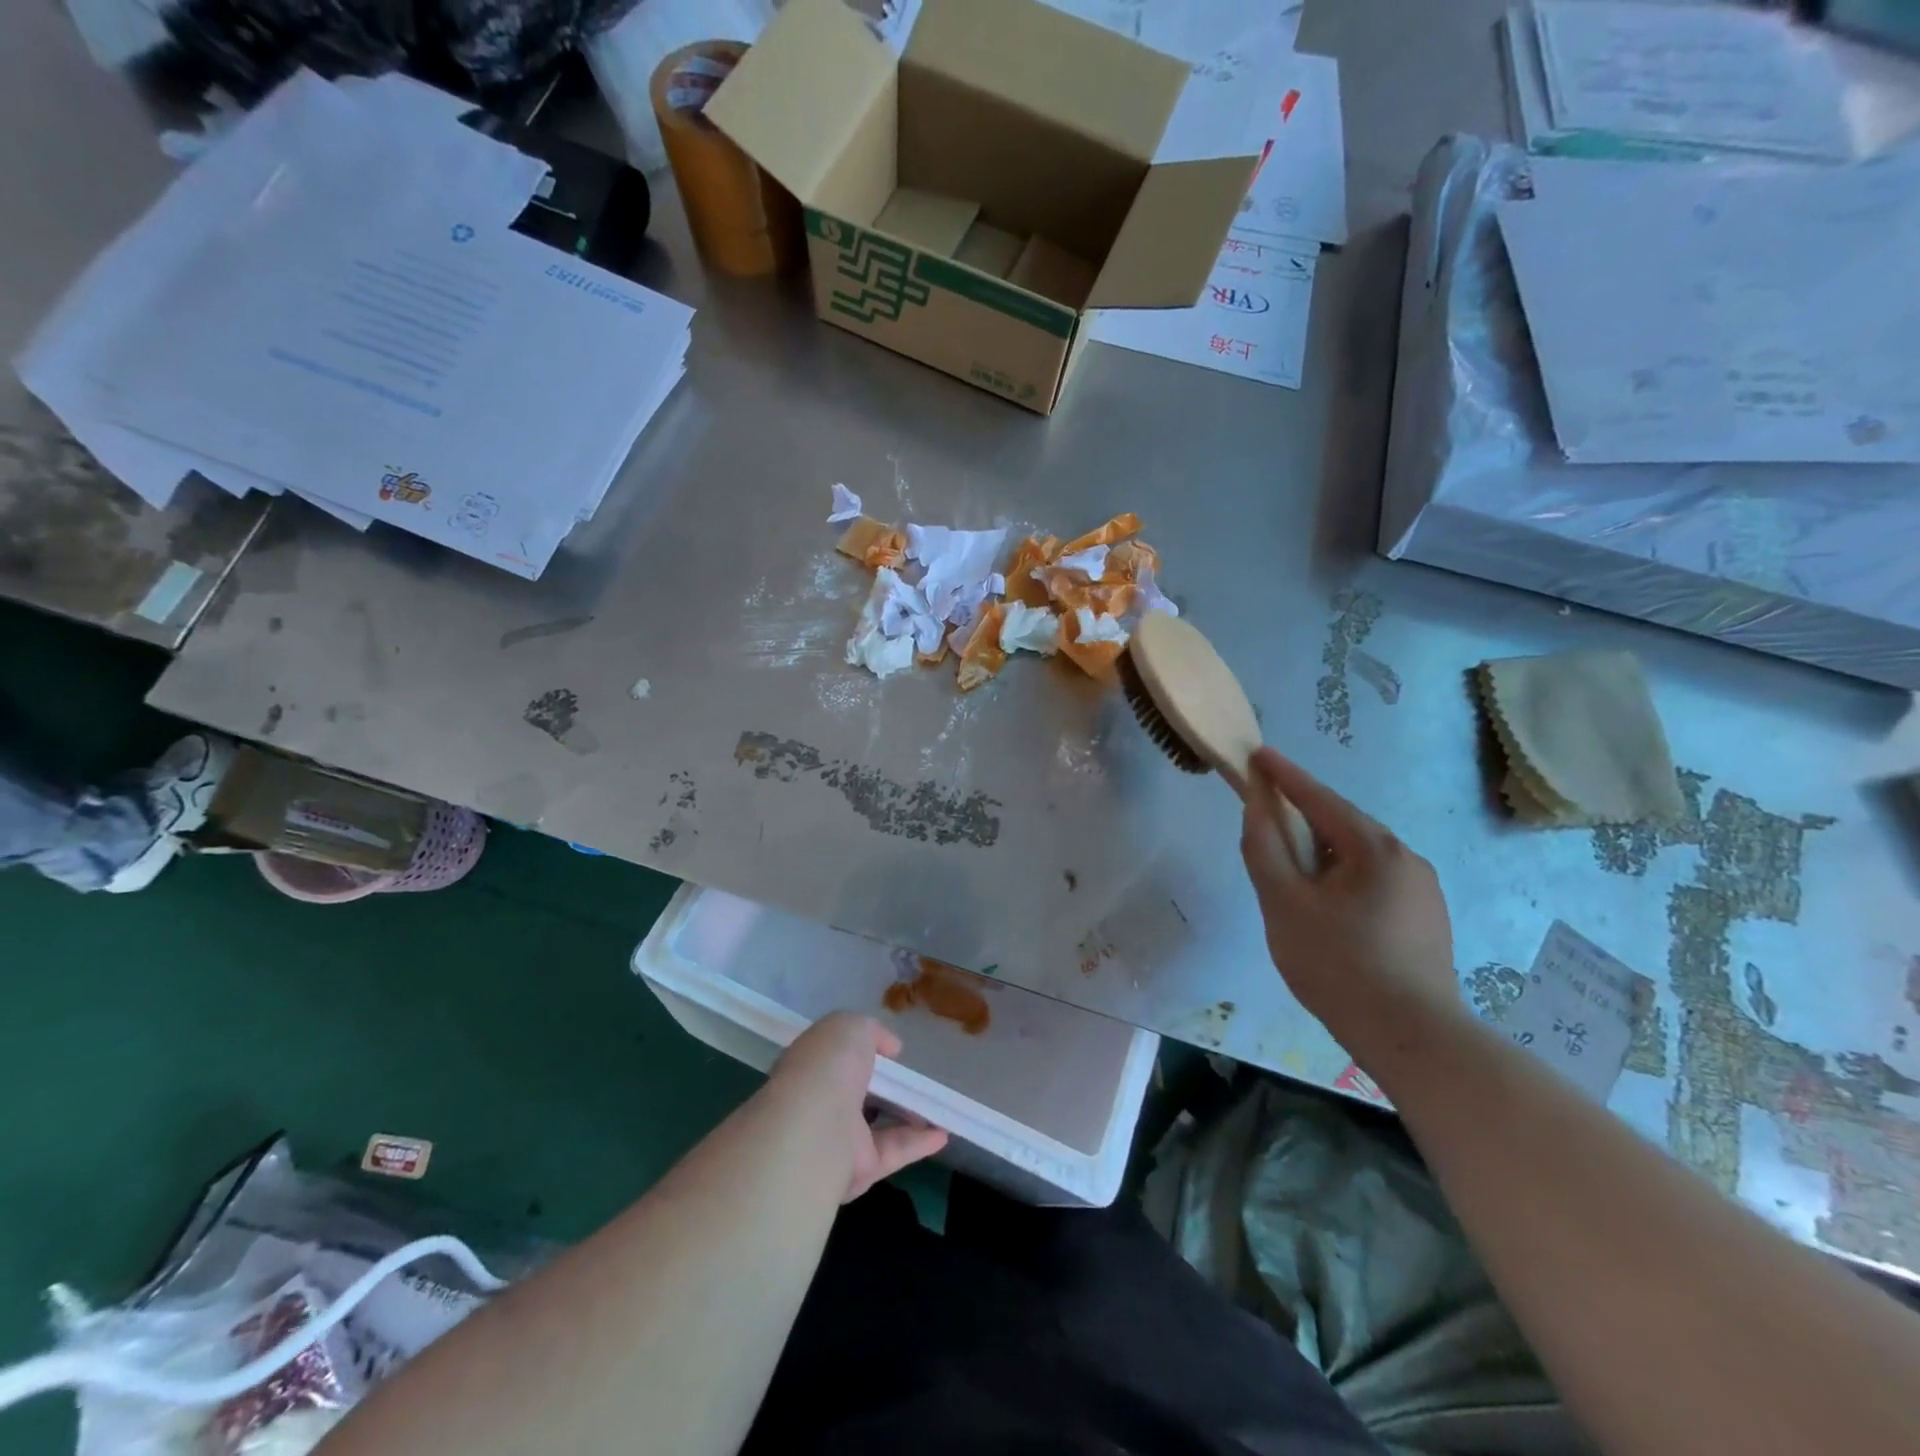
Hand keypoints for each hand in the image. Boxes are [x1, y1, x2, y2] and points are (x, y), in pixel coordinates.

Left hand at [768, 1012, 948, 1201]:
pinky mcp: (860, 1168)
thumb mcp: (852, 1026)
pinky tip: (944, 1133)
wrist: (815, 1129)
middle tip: (911, 1077)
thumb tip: (890, 1048)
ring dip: (907, 1115)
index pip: (836, 1057)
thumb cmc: (829, 1065)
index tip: (888, 1051)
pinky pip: (894, 1151)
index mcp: (812, 1065)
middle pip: (857, 1092)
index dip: (860, 1050)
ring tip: (937, 1104)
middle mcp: (821, 1101)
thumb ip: (872, 1031)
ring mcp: (839, 1137)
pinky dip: (919, 1143)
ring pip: (877, 1124)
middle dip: (881, 1084)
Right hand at [1240, 747, 1458, 1040]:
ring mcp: (1423, 891)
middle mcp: (1407, 859)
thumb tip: (1256, 808)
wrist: (1412, 1038)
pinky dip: (1342, 880)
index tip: (1258, 754)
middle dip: (1302, 821)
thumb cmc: (1338, 965)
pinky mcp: (1427, 921)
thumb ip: (1264, 850)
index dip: (1284, 776)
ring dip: (1322, 856)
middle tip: (1266, 827)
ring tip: (1292, 880)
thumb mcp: (1284, 904)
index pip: (1319, 798)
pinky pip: (1374, 883)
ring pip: (1358, 858)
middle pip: (1341, 827)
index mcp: (1374, 848)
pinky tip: (1327, 911)